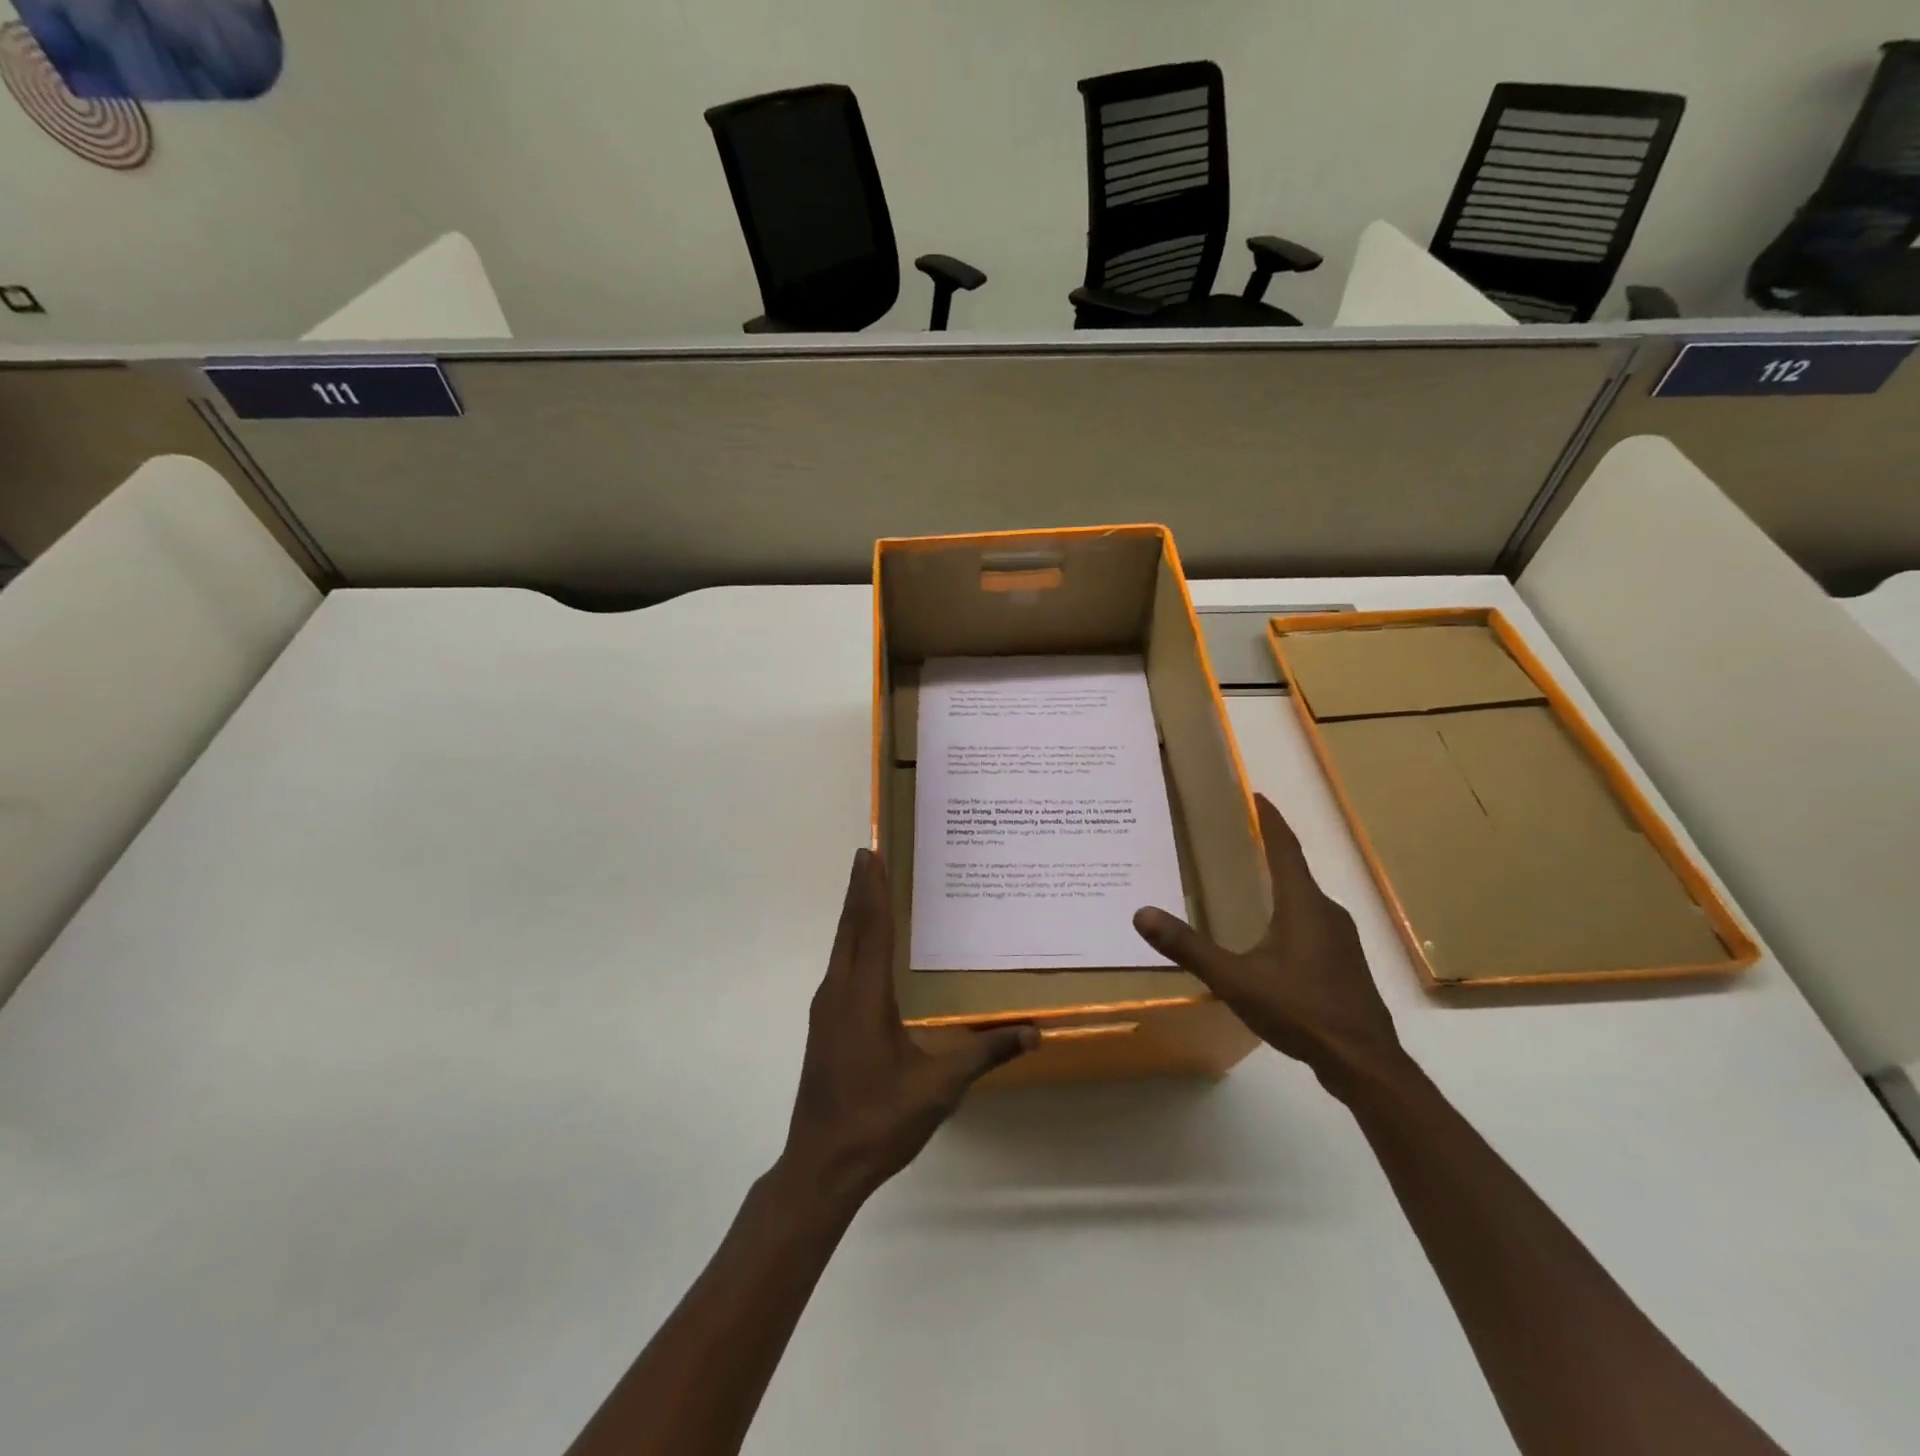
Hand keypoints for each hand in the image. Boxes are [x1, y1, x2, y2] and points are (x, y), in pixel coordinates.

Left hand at [781, 849, 1036, 1207]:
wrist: (822, 1165)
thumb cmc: (879, 1119)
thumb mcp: (939, 1087)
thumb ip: (985, 1053)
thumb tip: (1034, 1032)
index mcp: (863, 996)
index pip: (870, 928)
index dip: (873, 889)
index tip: (871, 852)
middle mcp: (838, 992)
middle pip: (849, 928)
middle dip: (860, 890)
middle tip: (872, 855)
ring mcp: (825, 1009)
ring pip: (840, 947)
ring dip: (855, 915)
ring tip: (873, 890)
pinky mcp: (823, 1025)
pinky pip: (839, 966)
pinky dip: (852, 942)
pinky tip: (867, 950)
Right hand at [1133, 793, 1401, 1096]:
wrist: (1364, 1064)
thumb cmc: (1301, 1011)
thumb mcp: (1235, 979)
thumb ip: (1189, 947)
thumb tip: (1142, 914)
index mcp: (1303, 905)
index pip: (1285, 848)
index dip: (1269, 819)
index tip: (1254, 795)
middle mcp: (1326, 912)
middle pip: (1294, 870)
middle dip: (1267, 850)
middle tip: (1235, 838)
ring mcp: (1340, 939)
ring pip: (1303, 900)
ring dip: (1278, 885)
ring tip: (1246, 884)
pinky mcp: (1343, 963)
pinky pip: (1311, 923)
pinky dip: (1287, 914)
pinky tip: (1269, 937)